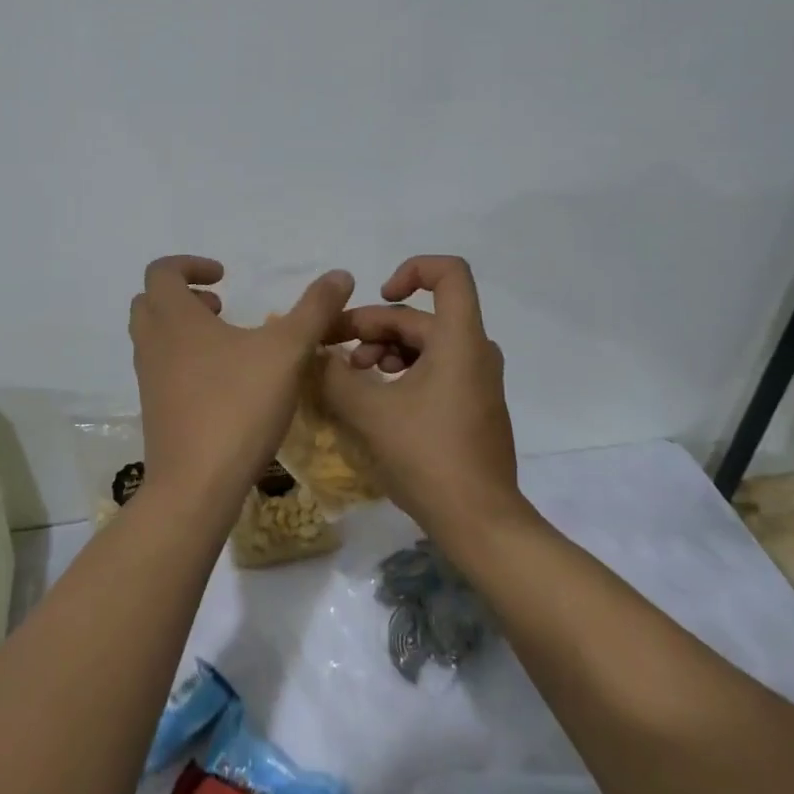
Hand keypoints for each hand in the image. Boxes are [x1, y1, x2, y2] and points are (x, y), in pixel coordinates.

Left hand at [130, 256, 355, 510]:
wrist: (196, 485)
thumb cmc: (238, 406)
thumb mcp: (287, 351)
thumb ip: (315, 309)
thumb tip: (341, 274)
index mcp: (174, 318)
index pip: (162, 271)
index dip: (191, 265)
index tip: (224, 277)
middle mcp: (152, 343)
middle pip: (150, 301)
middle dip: (183, 294)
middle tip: (220, 306)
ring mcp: (148, 379)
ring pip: (154, 336)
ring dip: (183, 327)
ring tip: (227, 342)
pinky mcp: (155, 410)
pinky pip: (161, 367)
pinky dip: (184, 358)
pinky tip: (224, 382)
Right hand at [318, 255, 522, 539]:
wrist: (481, 523)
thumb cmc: (429, 457)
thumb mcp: (370, 412)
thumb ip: (334, 375)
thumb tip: (311, 354)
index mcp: (460, 339)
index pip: (449, 273)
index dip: (411, 269)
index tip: (379, 295)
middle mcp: (475, 351)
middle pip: (420, 317)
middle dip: (372, 327)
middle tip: (332, 351)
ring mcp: (476, 380)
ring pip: (424, 345)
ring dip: (383, 351)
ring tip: (351, 377)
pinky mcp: (471, 406)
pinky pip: (434, 370)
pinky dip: (401, 373)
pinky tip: (373, 398)